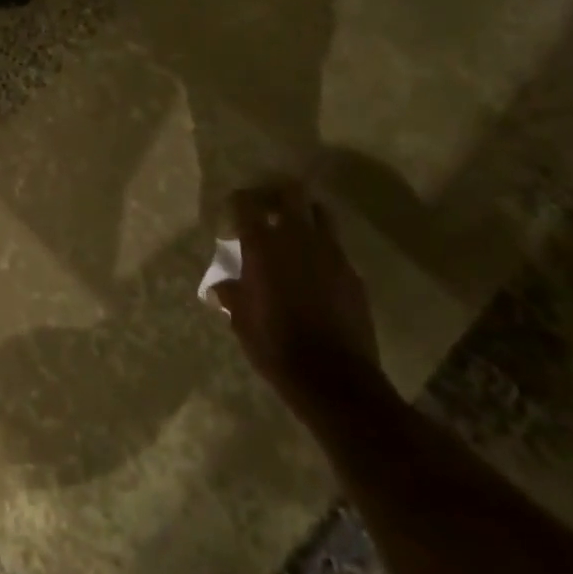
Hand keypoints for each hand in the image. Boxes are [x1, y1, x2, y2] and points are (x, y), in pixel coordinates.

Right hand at [214, 182, 385, 413]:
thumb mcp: (242, 322)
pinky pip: (336, 248)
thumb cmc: (276, 346)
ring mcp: (331, 254)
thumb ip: (232, 296)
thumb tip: (219, 288)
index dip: (239, 201)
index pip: (247, 204)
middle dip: (277, 195)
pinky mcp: (353, 274)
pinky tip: (316, 268)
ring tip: (296, 230)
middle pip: (291, 195)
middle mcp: (297, 239)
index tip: (234, 206)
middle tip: (268, 206)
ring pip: (320, 214)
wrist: (334, 378)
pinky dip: (324, 248)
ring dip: (306, 215)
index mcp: (263, 246)